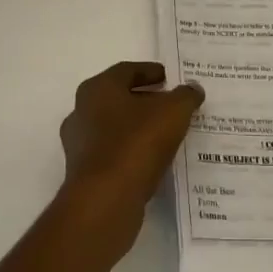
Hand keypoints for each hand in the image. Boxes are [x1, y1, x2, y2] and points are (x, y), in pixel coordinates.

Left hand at [58, 61, 203, 262]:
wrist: (105, 200)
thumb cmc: (137, 143)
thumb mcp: (173, 112)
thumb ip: (186, 96)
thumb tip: (193, 88)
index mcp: (98, 89)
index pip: (126, 71)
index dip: (150, 71)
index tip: (169, 78)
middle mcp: (82, 112)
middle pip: (119, 99)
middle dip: (146, 100)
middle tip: (171, 104)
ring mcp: (79, 145)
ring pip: (115, 128)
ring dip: (139, 128)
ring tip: (167, 134)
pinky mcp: (84, 174)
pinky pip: (113, 154)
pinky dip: (132, 152)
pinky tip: (154, 160)